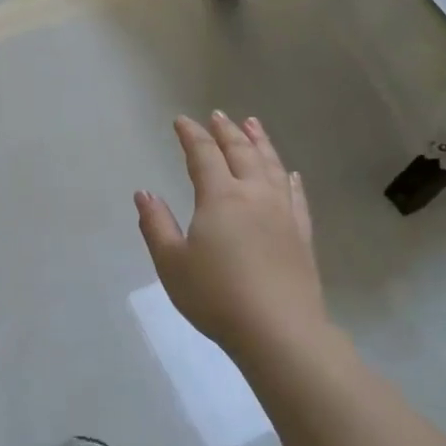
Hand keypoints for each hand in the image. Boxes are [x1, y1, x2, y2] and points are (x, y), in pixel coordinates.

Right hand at [136, 113, 325, 363]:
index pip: (203, 155)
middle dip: (226, 131)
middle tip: (218, 115)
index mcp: (219, 198)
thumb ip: (156, 224)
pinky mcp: (302, 234)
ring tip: (253, 125)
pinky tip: (289, 173)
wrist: (278, 331)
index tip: (182, 120)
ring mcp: (282, 213)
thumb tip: (143, 193)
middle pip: (241, 152)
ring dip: (260, 142)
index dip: (192, 135)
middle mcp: (254, 195)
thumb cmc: (216, 296)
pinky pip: (296, 195)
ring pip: (271, 166)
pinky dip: (289, 178)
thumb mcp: (171, 263)